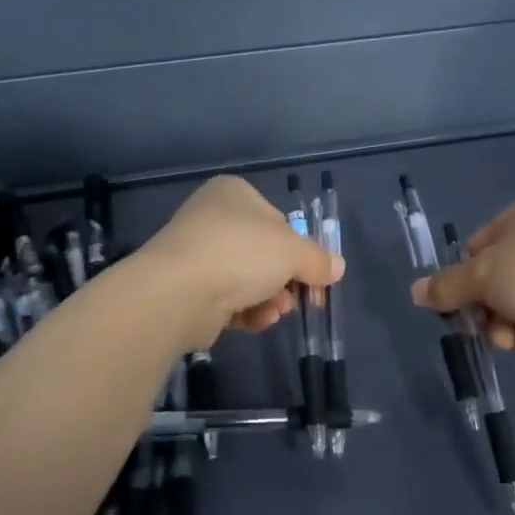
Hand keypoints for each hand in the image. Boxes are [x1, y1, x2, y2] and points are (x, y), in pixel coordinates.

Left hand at [138, 176, 343, 348]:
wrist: (179, 292)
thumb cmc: (241, 254)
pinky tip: (254, 320)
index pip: (278, 220)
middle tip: (300, 298)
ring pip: (247, 279)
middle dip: (285, 280)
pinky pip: (227, 300)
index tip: (315, 274)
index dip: (300, 249)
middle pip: (264, 253)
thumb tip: (336, 268)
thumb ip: (318, 259)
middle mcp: (212, 218)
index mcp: (234, 193)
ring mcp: (196, 254)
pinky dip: (245, 311)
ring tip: (274, 311)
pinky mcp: (187, 289)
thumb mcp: (293, 252)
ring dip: (269, 299)